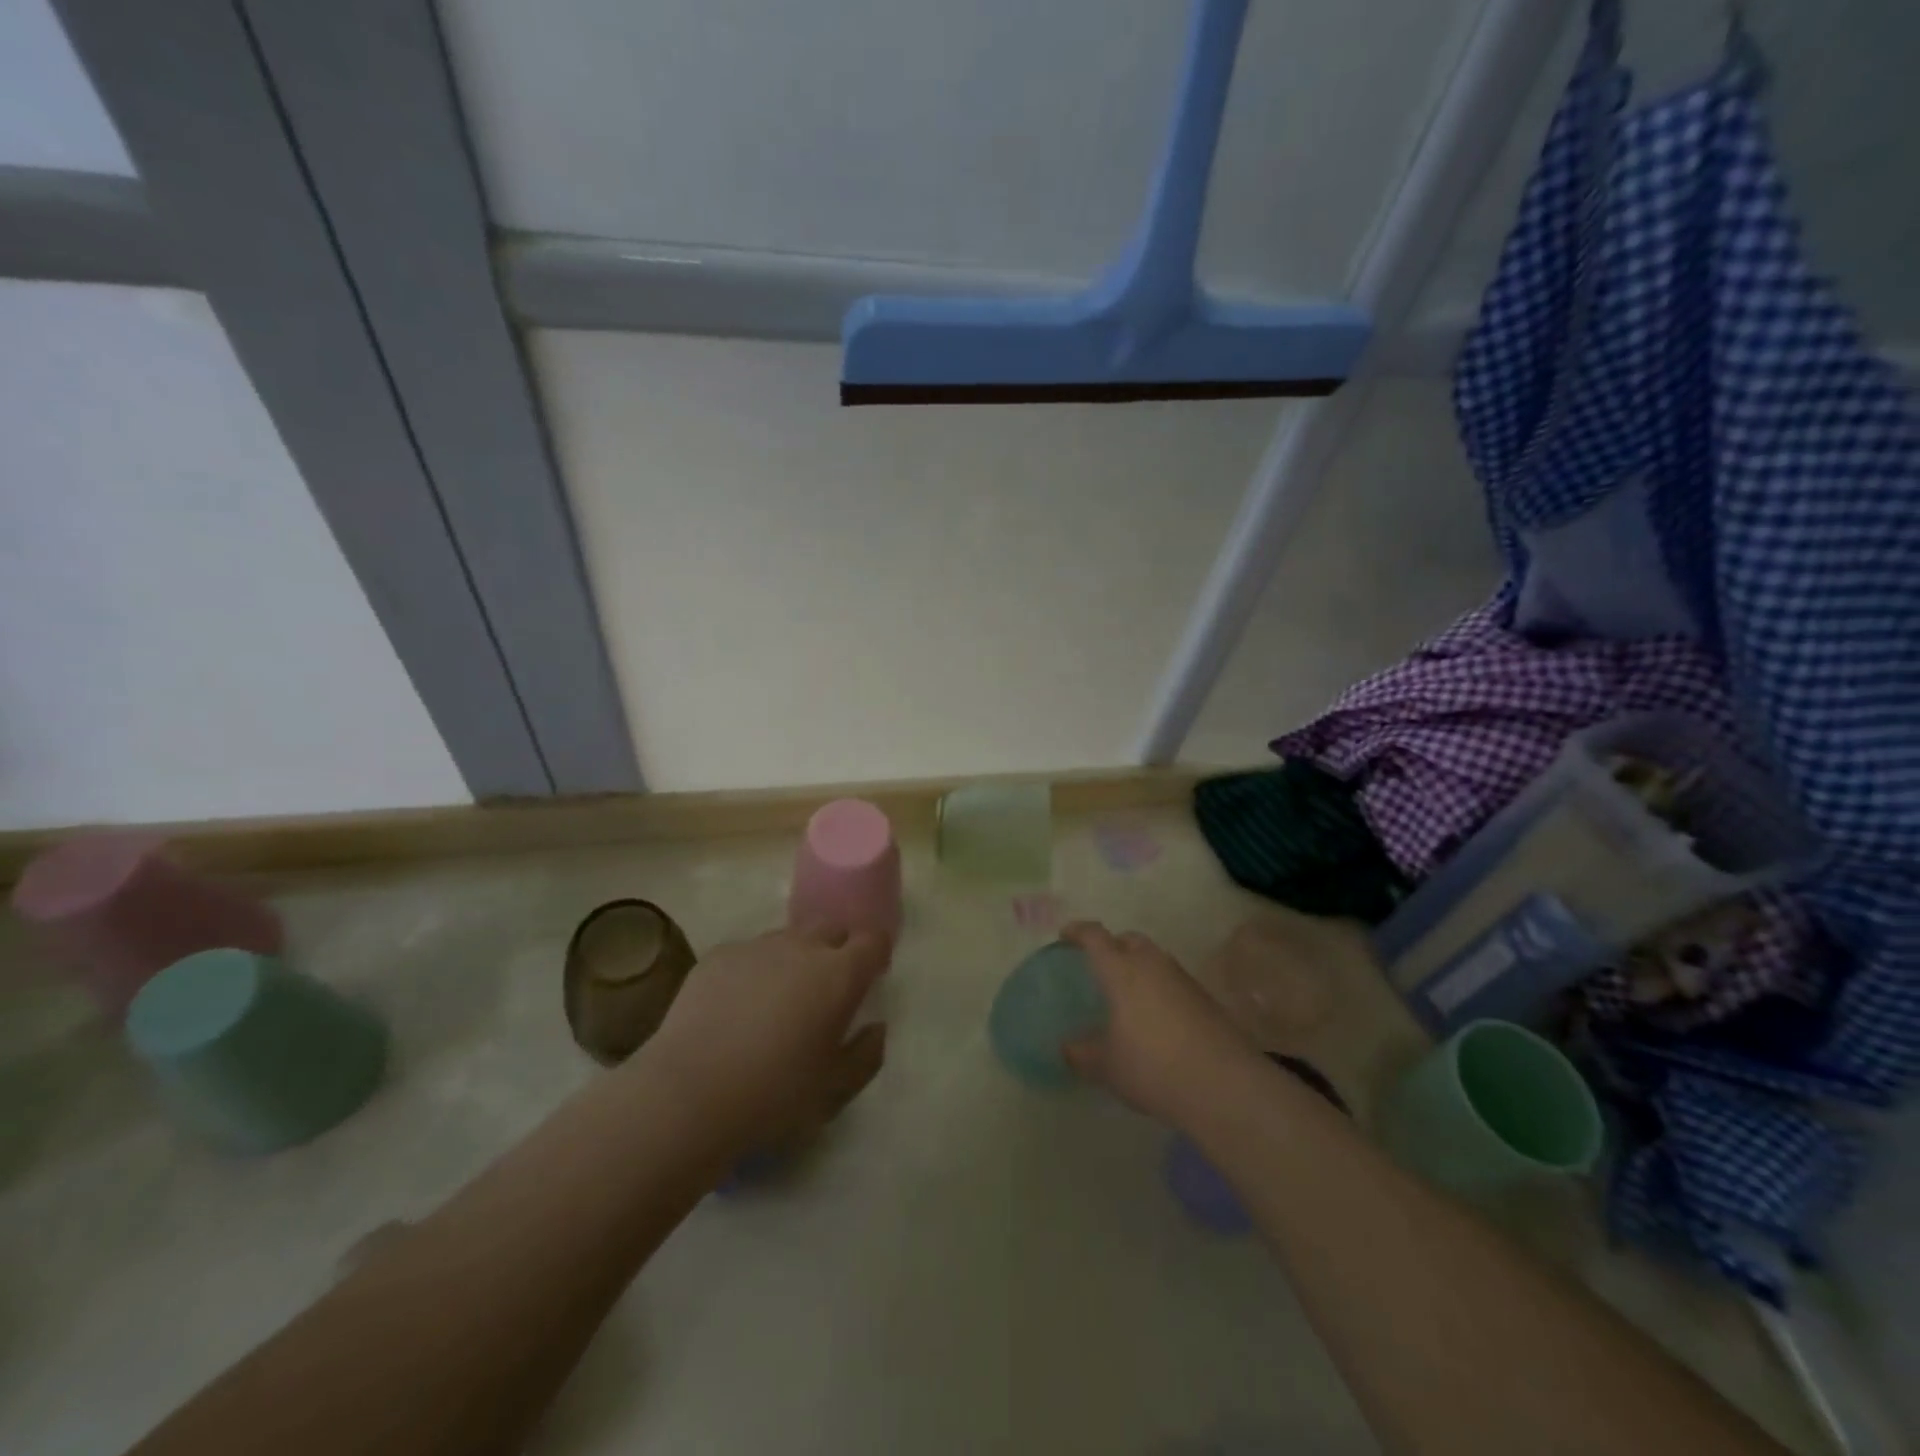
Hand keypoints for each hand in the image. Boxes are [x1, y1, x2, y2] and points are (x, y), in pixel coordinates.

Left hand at [644, 926, 890, 1151]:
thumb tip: (875, 1027)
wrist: (688, 1095)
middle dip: (837, 949)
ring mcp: (757, 947)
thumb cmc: (774, 1096)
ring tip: (779, 998)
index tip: (872, 975)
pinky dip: (754, 970)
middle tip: (827, 988)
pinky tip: (737, 1007)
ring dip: (795, 957)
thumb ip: (867, 1055)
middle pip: (831, 929)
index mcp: (839, 975)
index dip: (876, 954)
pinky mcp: (718, 956)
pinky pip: (749, 953)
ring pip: (789, 938)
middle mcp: (802, 947)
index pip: (873, 941)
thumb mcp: (835, 1091)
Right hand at [1059, 921, 1262, 1129]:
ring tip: (1129, 995)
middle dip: (1113, 946)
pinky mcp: (1206, 1000)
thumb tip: (1067, 1047)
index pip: (1096, 937)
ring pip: (1155, 960)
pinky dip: (1160, 989)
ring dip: (1140, 967)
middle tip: (1101, 965)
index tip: (1066, 935)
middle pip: (1130, 940)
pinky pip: (1174, 982)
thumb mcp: (1107, 1066)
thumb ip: (1082, 1054)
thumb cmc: (1152, 1066)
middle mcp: (1153, 965)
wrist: (1223, 1084)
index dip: (1079, 932)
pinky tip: (1157, 1019)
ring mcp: (1183, 980)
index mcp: (1122, 971)